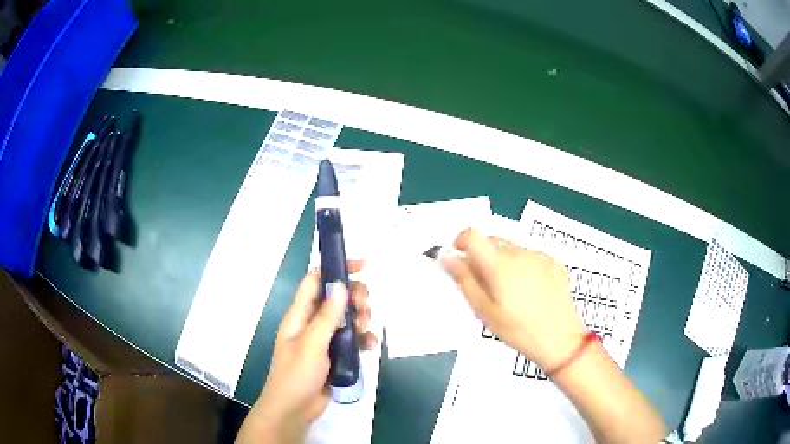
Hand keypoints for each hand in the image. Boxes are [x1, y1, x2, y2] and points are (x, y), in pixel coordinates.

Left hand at [236, 261, 376, 443]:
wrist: (294, 409)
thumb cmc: (296, 375)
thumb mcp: (311, 344)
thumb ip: (327, 316)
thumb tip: (341, 286)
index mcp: (300, 315)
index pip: (316, 281)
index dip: (335, 269)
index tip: (362, 267)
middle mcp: (312, 323)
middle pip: (336, 298)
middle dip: (353, 297)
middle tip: (364, 308)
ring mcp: (324, 340)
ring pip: (347, 319)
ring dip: (360, 319)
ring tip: (364, 330)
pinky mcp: (335, 356)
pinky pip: (352, 341)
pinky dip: (362, 340)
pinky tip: (370, 346)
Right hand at [441, 229, 584, 370]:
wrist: (560, 338)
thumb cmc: (517, 329)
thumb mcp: (484, 310)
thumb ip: (464, 280)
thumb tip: (447, 257)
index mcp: (499, 264)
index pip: (472, 234)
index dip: (461, 242)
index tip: (461, 260)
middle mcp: (519, 252)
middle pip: (492, 241)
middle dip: (482, 256)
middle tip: (485, 286)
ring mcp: (539, 255)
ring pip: (511, 249)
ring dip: (503, 261)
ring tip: (511, 292)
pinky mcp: (553, 262)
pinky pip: (530, 256)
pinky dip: (523, 266)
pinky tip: (530, 290)